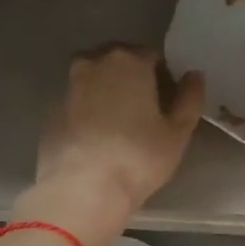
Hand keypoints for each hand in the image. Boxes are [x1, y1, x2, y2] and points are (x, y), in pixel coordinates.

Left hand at [18, 45, 203, 245]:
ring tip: (121, 126)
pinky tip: (98, 138)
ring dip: (109, 93)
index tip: (168, 103)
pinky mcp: (50, 111)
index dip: (164, 78)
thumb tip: (194, 75)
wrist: (81, 189)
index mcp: (129, 61)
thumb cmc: (138, 157)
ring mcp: (68, 86)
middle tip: (146, 113)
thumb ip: (190, 98)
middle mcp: (94, 63)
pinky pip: (78, 102)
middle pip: (120, 62)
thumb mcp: (178, 132)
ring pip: (95, 80)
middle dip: (134, 79)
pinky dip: (89, 111)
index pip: (152, 56)